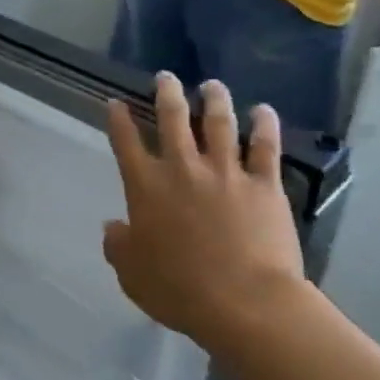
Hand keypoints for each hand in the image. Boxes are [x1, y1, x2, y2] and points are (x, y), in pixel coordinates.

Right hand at [103, 74, 305, 358]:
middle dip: (167, 94)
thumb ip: (118, 246)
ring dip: (214, 100)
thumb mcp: (131, 274)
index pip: (126, 142)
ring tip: (212, 85)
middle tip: (166, 77)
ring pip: (219, 123)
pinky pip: (265, 147)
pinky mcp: (264, 185)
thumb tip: (114, 227)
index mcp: (146, 187)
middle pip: (173, 119)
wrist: (244, 302)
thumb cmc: (179, 290)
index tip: (115, 102)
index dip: (118, 119)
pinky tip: (263, 110)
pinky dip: (265, 125)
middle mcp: (183, 169)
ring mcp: (226, 172)